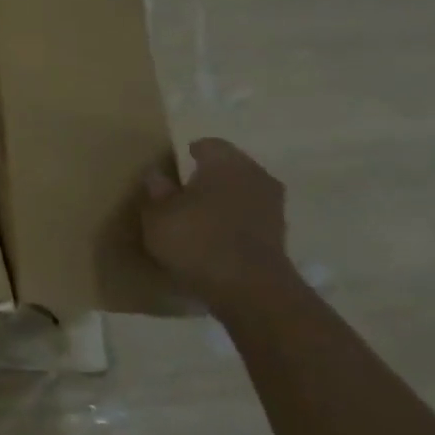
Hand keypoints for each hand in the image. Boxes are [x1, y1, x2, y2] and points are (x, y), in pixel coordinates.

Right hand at [140, 138, 291, 302]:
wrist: (249, 289)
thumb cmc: (196, 241)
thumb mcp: (158, 216)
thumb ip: (157, 192)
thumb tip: (157, 174)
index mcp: (226, 163)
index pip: (209, 145)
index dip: (190, 152)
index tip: (175, 163)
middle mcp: (255, 176)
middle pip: (230, 167)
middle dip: (209, 176)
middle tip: (183, 189)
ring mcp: (272, 207)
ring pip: (242, 192)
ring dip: (223, 200)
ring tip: (197, 215)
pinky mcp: (278, 235)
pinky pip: (249, 217)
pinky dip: (233, 222)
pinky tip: (213, 236)